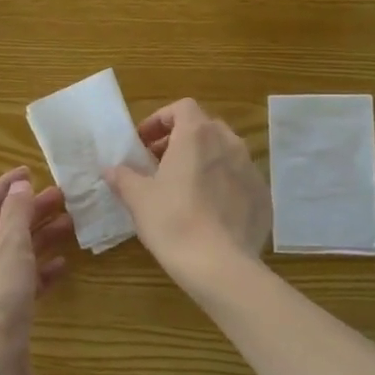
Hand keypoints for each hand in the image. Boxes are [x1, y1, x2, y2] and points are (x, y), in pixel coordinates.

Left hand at [0, 167, 72, 374]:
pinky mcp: (2, 313)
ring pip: (15, 254)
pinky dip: (41, 271)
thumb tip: (19, 185)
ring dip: (40, 238)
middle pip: (1, 228)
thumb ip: (16, 213)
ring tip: (71, 224)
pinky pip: (23, 282)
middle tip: (63, 197)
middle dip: (30, 211)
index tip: (31, 170)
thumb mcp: (9, 245)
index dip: (7, 186)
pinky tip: (63, 265)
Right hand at [103, 99, 269, 287]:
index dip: (160, 120)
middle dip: (180, 140)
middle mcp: (229, 143)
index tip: (143, 143)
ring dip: (203, 161)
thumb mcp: (138, 199)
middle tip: (159, 164)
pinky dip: (222, 185)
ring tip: (184, 188)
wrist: (220, 266)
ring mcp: (251, 169)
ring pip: (224, 153)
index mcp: (197, 135)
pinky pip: (239, 180)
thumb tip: (111, 169)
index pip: (182, 108)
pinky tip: (208, 212)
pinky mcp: (263, 196)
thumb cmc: (173, 222)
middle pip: (204, 128)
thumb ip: (124, 177)